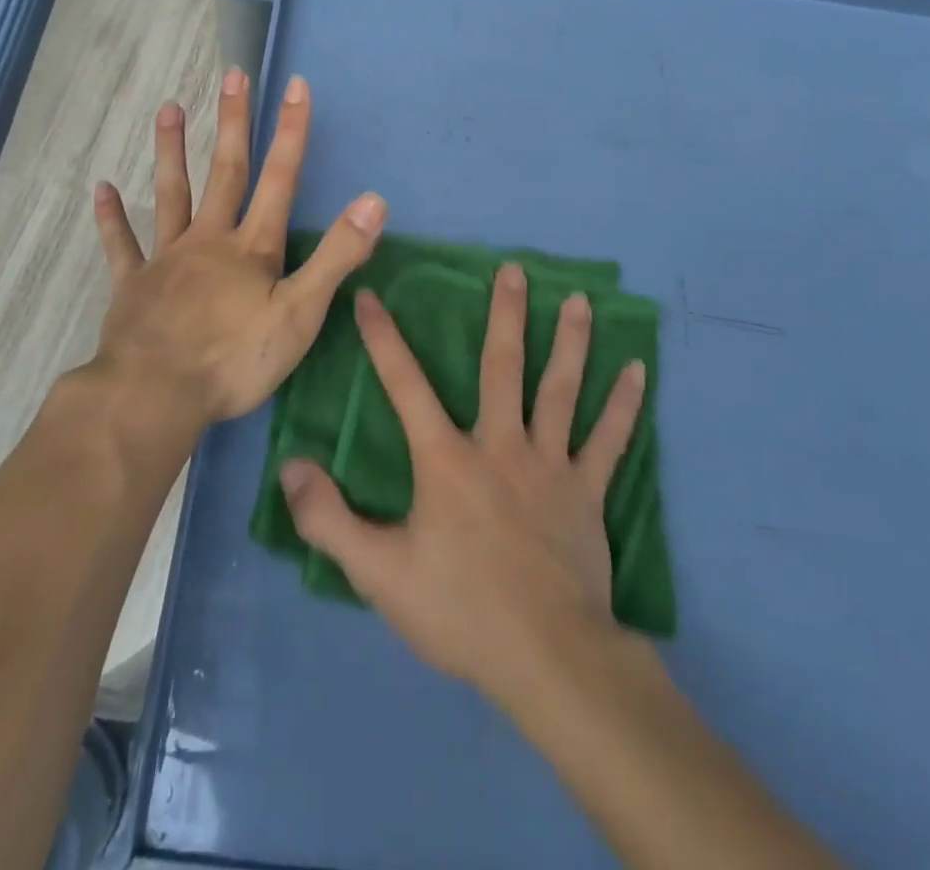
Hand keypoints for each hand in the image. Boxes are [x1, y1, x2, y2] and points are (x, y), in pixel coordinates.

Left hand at [91, 67, 386, 424]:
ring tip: (168, 108)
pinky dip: (112, 218)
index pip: (280, 179)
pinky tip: (103, 189)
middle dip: (234, 123)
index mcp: (252, 248)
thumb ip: (336, 257)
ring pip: (171, 194)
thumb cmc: (234, 360)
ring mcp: (166, 259)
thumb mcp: (300, 314)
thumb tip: (374, 201)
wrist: (155, 396)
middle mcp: (208, 240)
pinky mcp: (133, 285)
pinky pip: (121, 245)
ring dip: (171, 151)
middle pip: (225, 172)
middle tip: (233, 75)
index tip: (295, 85)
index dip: (292, 132)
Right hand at [280, 263, 646, 695]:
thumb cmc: (459, 611)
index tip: (372, 296)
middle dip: (505, 315)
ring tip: (578, 298)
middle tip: (513, 268)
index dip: (384, 339)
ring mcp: (549, 465)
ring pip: (560, 390)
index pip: (405, 385)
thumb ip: (328, 518)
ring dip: (570, 341)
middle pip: (501, 367)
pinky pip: (609, 440)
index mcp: (446, 459)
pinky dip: (625, 404)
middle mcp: (499, 445)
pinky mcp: (587, 493)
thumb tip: (290, 466)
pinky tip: (638, 370)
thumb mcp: (377, 572)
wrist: (547, 661)